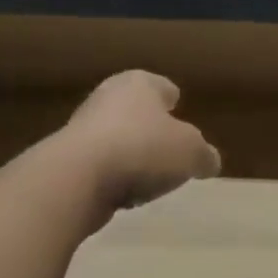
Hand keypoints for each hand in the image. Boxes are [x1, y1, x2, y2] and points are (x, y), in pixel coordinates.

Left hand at [52, 70, 220, 212]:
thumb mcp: (190, 153)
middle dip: (149, 125)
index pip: (161, 86)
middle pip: (136, 109)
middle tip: (166, 144)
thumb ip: (203, 155)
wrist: (77, 177)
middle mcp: (109, 97)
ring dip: (129, 152)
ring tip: (146, 176)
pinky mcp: (67, 158)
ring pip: (115, 136)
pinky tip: (122, 194)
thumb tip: (210, 161)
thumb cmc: (142, 149)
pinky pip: (99, 164)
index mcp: (139, 83)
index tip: (177, 106)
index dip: (171, 98)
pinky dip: (111, 175)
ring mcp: (83, 127)